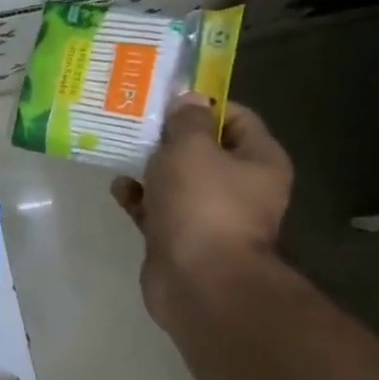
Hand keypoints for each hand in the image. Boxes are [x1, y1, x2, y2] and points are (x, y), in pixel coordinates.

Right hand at [111, 93, 292, 321]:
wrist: (198, 280)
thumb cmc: (202, 204)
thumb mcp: (191, 148)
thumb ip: (187, 121)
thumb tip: (190, 99)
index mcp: (259, 162)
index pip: (237, 118)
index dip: (203, 104)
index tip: (166, 99)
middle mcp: (241, 188)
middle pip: (204, 150)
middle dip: (170, 137)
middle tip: (136, 121)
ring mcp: (210, 216)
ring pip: (178, 181)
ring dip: (151, 167)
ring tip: (120, 149)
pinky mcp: (181, 238)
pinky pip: (158, 209)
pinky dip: (140, 198)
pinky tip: (118, 187)